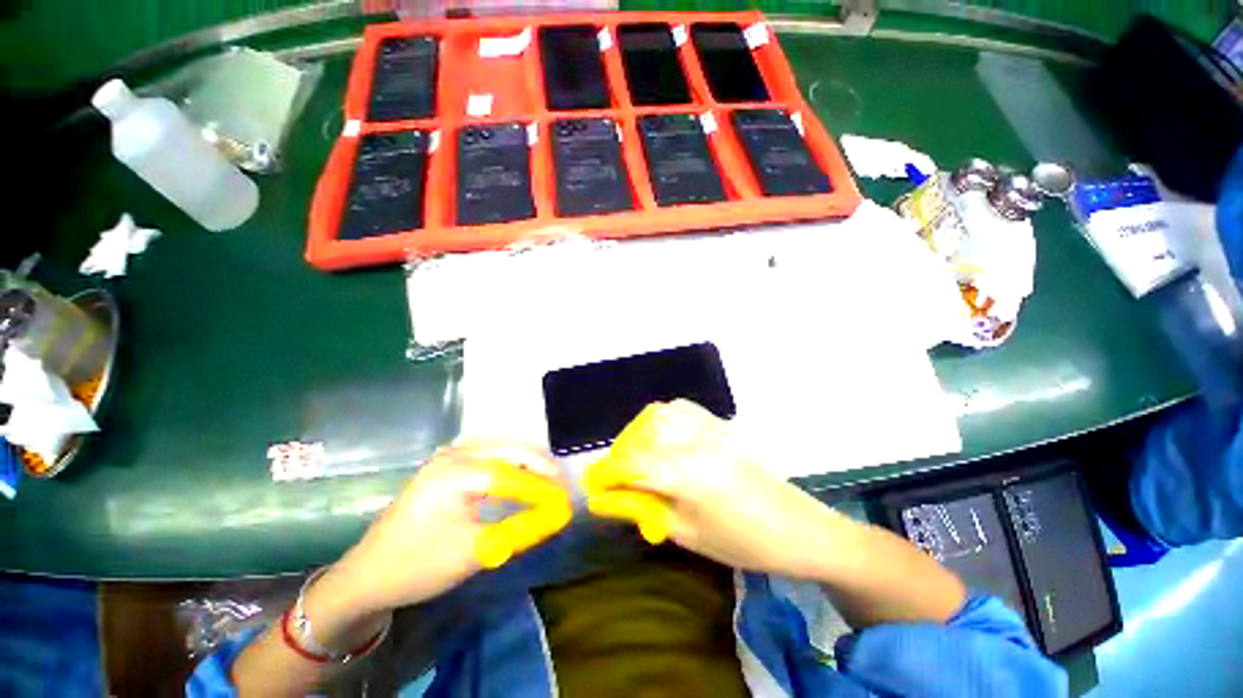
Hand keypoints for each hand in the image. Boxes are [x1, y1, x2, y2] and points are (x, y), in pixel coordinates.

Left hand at [330, 441, 570, 614]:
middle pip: (511, 449)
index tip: (565, 503)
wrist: (367, 574)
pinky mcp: (446, 462)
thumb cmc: (418, 566)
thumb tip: (556, 517)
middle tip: (562, 486)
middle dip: (541, 466)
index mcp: (456, 473)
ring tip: (548, 479)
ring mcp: (449, 455)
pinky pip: (490, 452)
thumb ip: (519, 530)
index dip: (543, 489)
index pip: (514, 475)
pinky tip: (521, 472)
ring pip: (503, 446)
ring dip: (528, 460)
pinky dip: (511, 461)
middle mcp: (454, 454)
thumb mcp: (473, 553)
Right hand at [585, 400, 838, 578]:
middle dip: (622, 452)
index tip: (592, 486)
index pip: (634, 464)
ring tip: (638, 456)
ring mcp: (712, 427)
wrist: (799, 527)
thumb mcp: (688, 534)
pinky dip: (662, 419)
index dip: (607, 473)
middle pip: (644, 432)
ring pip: (661, 414)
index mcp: (691, 474)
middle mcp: (698, 441)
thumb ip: (645, 508)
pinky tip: (663, 438)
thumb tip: (607, 498)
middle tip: (617, 476)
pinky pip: (682, 409)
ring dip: (640, 432)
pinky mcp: (721, 424)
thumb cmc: (744, 543)